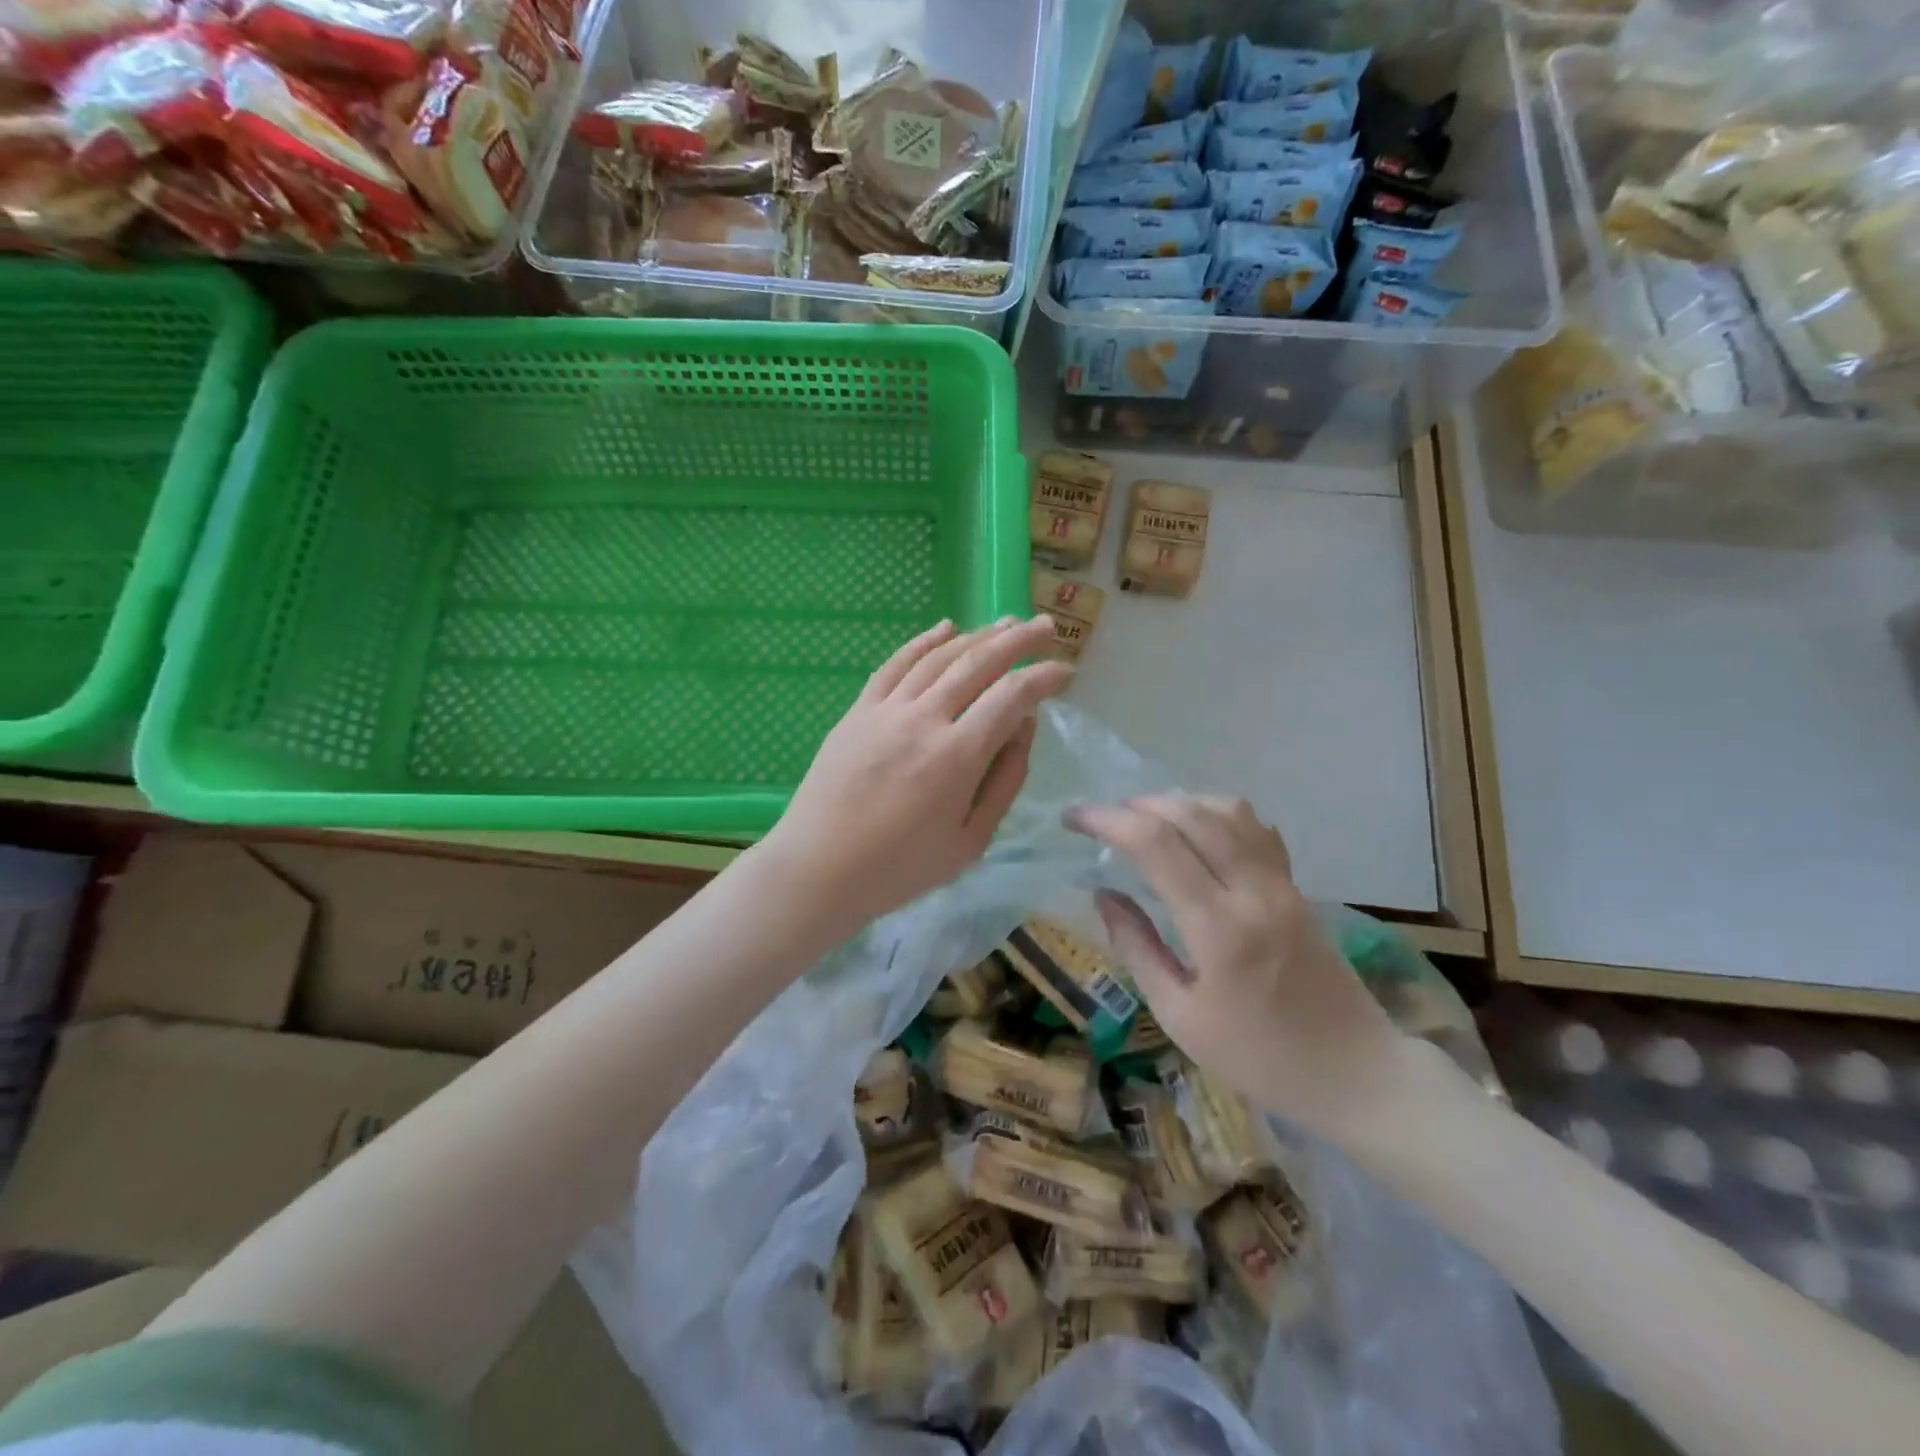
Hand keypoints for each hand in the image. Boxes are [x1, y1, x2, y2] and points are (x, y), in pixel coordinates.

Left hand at [760, 616, 1073, 935]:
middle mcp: (923, 719)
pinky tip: (945, 627)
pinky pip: (894, 664)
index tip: (1065, 671)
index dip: (1043, 677)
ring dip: (977, 635)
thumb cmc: (900, 868)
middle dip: (1018, 640)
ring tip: (1005, 623)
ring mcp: (886, 710)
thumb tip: (1024, 726)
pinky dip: (923, 642)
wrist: (819, 870)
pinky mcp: (858, 710)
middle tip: (1046, 626)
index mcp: (956, 756)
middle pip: (978, 663)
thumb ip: (1005, 780)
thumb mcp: (970, 841)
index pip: (1011, 696)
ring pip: (939, 657)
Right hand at [1067, 796, 1409, 1139]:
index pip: (1156, 845)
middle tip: (1101, 818)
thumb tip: (1103, 895)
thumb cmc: (1259, 1058)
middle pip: (1190, 813)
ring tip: (1144, 820)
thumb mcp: (1180, 1016)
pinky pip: (1256, 829)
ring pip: (1228, 810)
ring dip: (1178, 802)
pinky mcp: (1298, 886)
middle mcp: (1253, 891)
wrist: (1356, 1073)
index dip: (1108, 820)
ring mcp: (1282, 884)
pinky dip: (1217, 814)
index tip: (1074, 818)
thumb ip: (1137, 948)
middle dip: (1136, 804)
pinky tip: (1197, 833)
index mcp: (1219, 928)